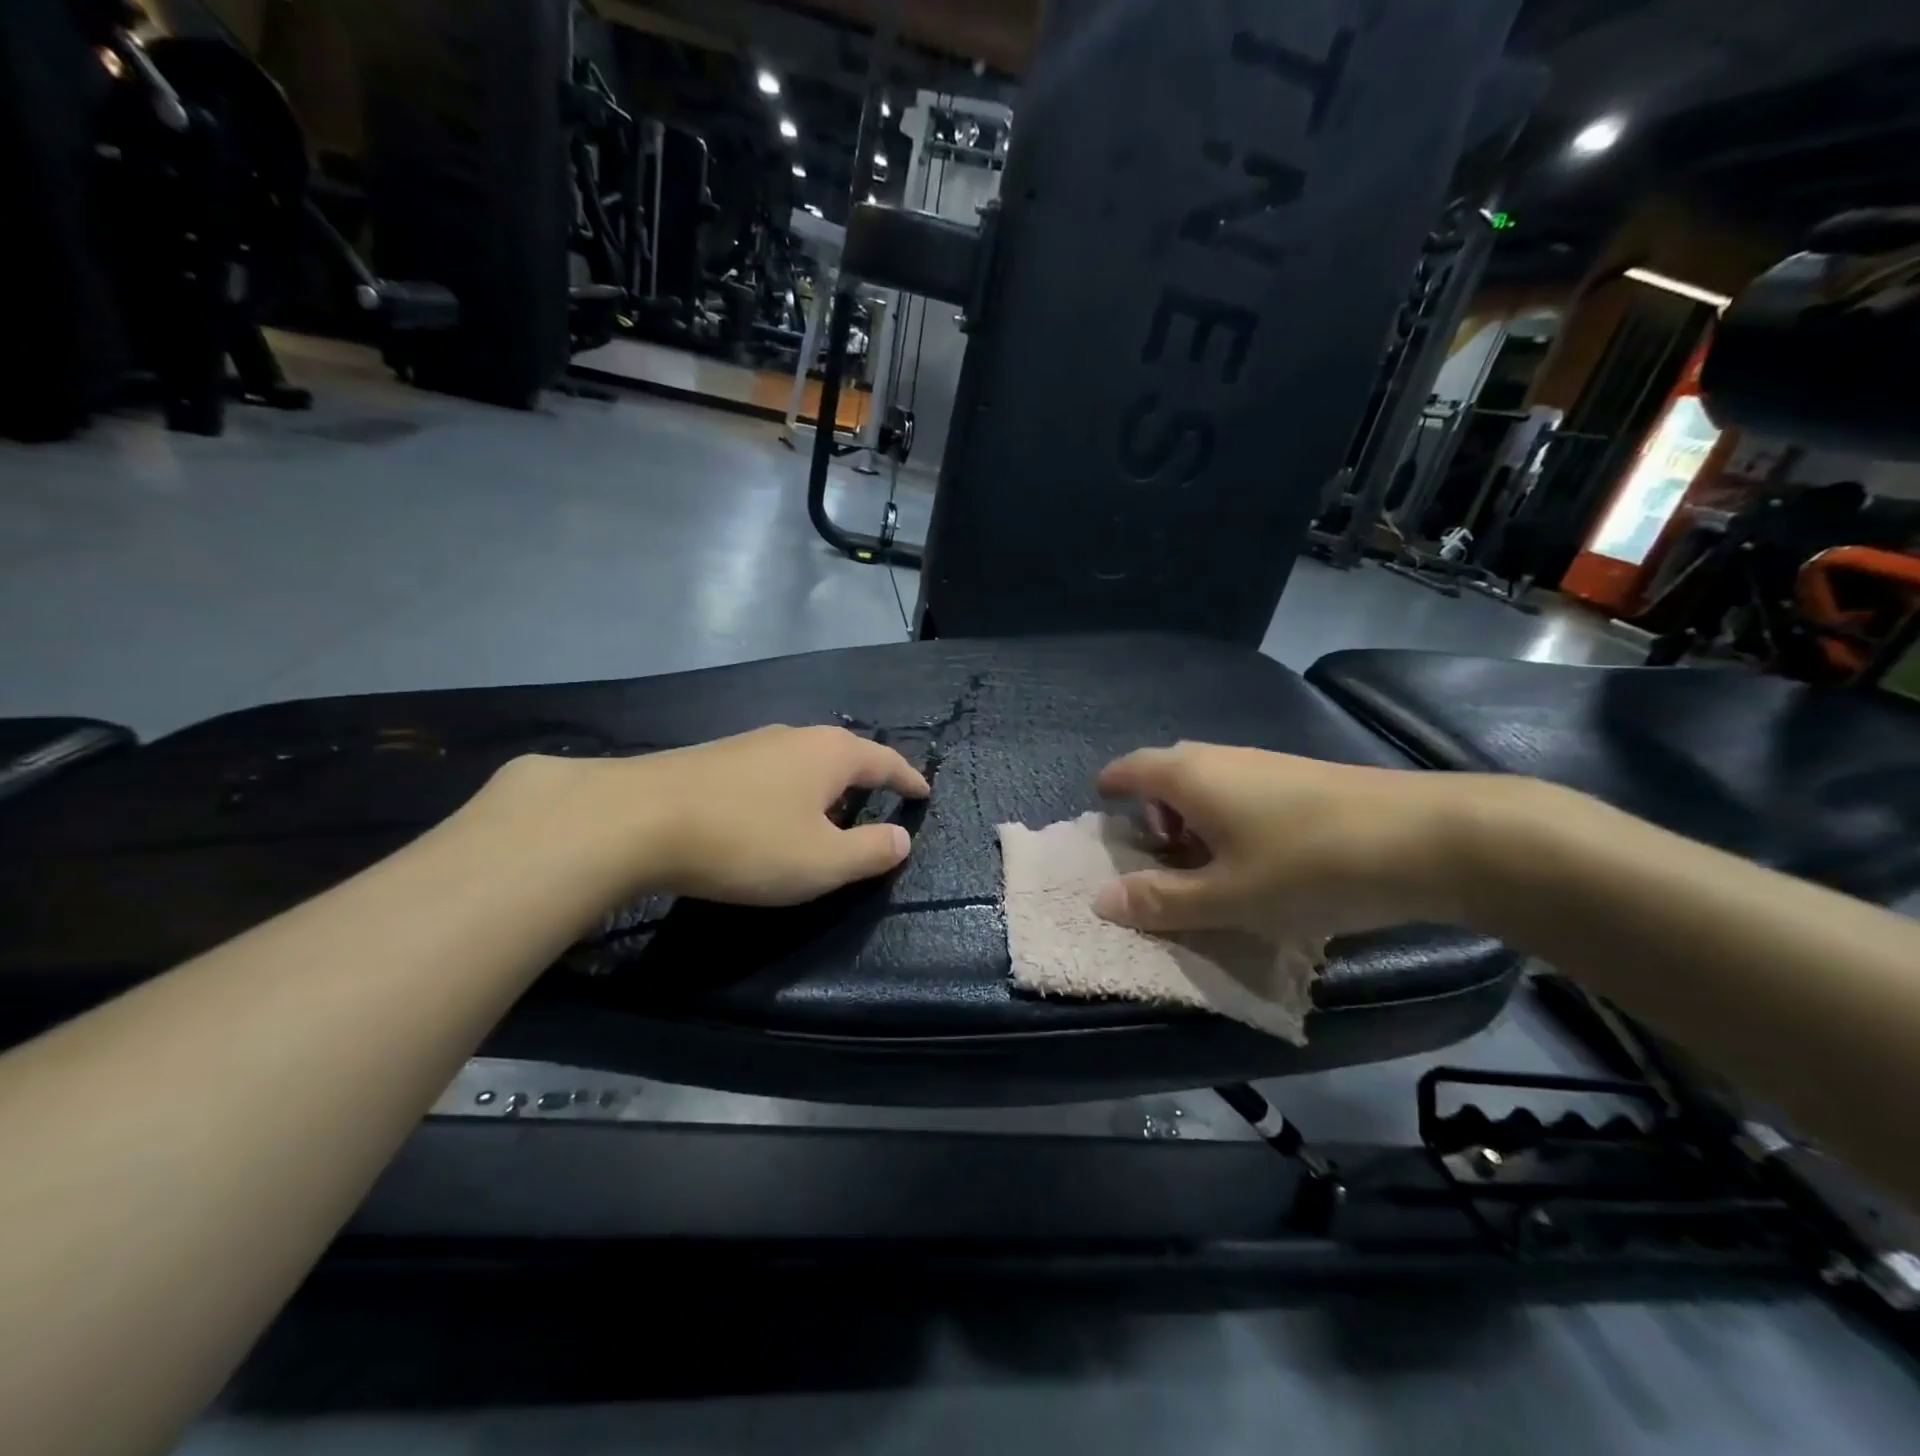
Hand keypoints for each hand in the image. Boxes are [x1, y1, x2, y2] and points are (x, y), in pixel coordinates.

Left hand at [468, 725, 929, 907]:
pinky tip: (771, 813)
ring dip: (822, 786)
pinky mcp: (714, 757)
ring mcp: (751, 743)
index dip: (908, 778)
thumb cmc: (747, 842)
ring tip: (825, 814)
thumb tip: (902, 838)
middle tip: (878, 804)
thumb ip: (870, 851)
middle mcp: (795, 737)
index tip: (923, 792)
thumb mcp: (822, 862)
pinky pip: (770, 771)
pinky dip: (787, 791)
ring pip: (804, 761)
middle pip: (844, 754)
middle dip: (864, 779)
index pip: (885, 760)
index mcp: (831, 754)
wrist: (637, 820)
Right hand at [1092, 743, 1511, 939]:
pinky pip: (1242, 792)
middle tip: (1156, 858)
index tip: (1102, 816)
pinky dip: (1228, 821)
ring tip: (1206, 870)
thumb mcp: (1227, 897)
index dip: (1110, 789)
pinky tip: (1257, 861)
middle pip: (1167, 775)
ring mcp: (1266, 764)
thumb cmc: (1309, 865)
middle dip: (1152, 814)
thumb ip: (1161, 901)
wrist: (1431, 837)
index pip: (1129, 769)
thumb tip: (1099, 901)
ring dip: (1193, 821)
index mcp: (1190, 777)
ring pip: (1208, 784)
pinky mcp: (1302, 779)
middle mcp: (1221, 758)